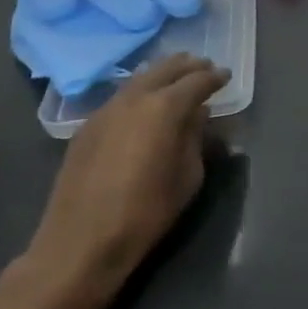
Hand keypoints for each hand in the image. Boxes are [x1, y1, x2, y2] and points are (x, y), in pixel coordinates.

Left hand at [17, 55, 228, 308]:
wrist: (81, 242)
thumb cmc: (146, 212)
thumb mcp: (188, 177)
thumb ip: (194, 138)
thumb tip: (197, 115)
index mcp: (164, 108)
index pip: (196, 81)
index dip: (214, 77)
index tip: (226, 76)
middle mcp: (133, 99)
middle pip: (164, 70)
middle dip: (187, 66)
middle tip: (204, 67)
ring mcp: (105, 110)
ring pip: (138, 79)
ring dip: (161, 75)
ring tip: (176, 77)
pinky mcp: (86, 127)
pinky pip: (120, 97)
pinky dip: (139, 91)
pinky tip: (145, 103)